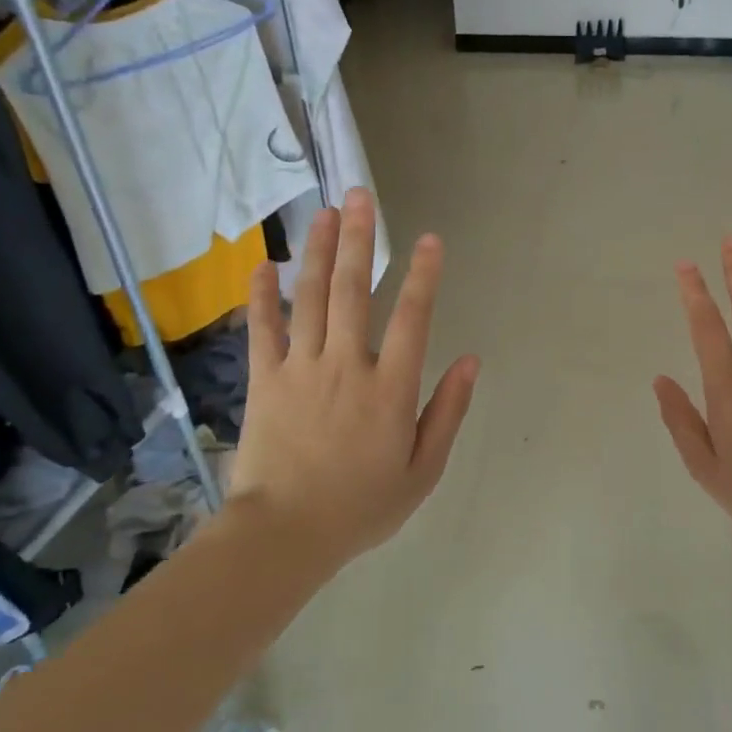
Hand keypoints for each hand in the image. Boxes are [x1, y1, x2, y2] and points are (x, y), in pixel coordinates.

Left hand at [228, 188, 479, 568]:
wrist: (284, 536)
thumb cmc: (362, 506)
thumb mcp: (423, 470)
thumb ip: (448, 411)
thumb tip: (471, 361)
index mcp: (391, 388)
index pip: (413, 318)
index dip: (424, 275)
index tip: (430, 239)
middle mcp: (347, 365)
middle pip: (354, 291)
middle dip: (361, 239)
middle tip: (362, 195)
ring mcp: (301, 369)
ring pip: (310, 298)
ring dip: (318, 252)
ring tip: (325, 212)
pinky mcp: (264, 380)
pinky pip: (261, 329)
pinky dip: (261, 295)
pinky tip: (263, 264)